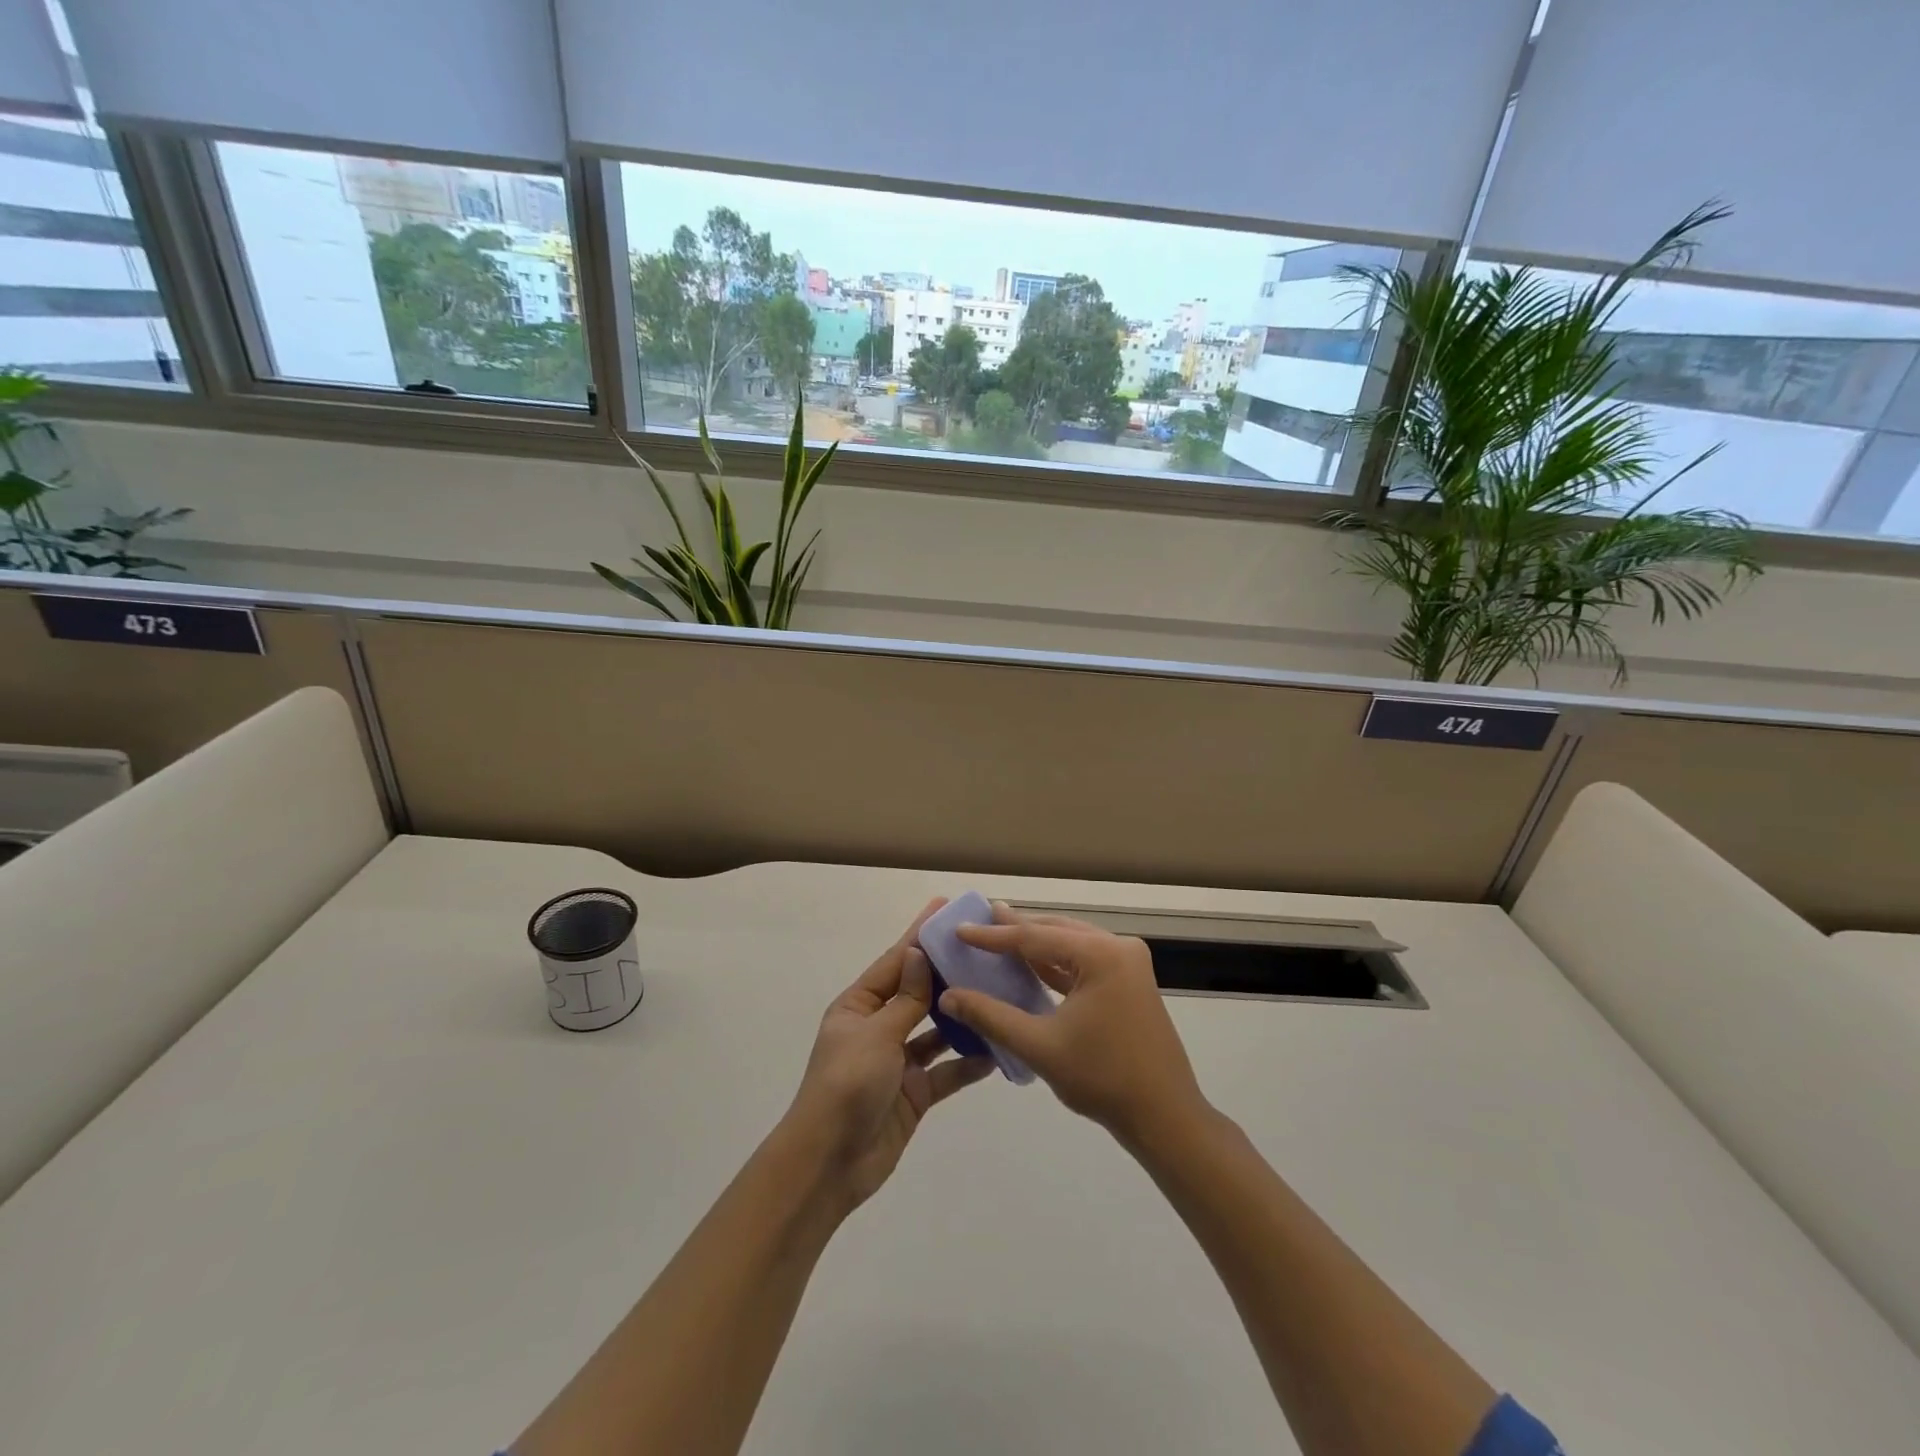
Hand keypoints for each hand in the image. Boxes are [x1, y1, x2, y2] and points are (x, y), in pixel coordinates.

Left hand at [782, 899, 992, 1211]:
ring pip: (936, 1030)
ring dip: (962, 1016)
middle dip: (947, 973)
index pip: (896, 961)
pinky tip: (996, 1050)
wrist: (830, 1164)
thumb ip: (905, 998)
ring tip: (998, 994)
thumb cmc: (846, 1086)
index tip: (944, 908)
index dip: (920, 935)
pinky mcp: (914, 1093)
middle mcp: (879, 1027)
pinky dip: (967, 1062)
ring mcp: (898, 1061)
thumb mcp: (876, 1034)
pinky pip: (946, 1071)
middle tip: (984, 949)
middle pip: (918, 992)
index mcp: (859, 1006)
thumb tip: (919, 953)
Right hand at [938, 905, 1209, 1146]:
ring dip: (1037, 945)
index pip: (1035, 937)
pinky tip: (1031, 965)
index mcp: (1100, 954)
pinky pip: (1084, 963)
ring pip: (1071, 945)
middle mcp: (1118, 948)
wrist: (1165, 1117)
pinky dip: (1057, 964)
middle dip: (1016, 929)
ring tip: (1000, 934)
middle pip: (1056, 932)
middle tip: (980, 920)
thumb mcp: (1039, 1046)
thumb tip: (947, 997)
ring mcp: (1128, 964)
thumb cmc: (1102, 1079)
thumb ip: (991, 1016)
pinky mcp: (1130, 983)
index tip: (960, 929)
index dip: (993, 935)